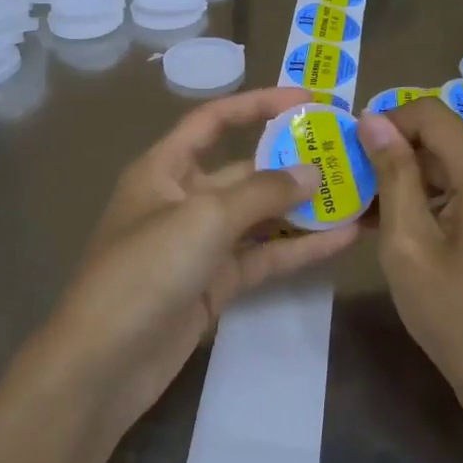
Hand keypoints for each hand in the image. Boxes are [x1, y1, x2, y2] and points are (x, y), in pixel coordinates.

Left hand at [34, 88, 361, 432]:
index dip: (257, 105)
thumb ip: (262, 192)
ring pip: (259, 217)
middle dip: (291, 161)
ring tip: (357, 194)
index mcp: (163, 168)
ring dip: (303, 208)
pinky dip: (298, 248)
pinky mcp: (215, 284)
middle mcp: (182, 199)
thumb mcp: (203, 218)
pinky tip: (342, 239)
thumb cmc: (145, 270)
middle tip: (346, 153)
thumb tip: (312, 172)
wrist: (105, 362)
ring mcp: (200, 244)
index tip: (307, 101)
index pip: (213, 121)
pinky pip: (262, 257)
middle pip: (243, 169)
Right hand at [359, 99, 462, 416]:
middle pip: (445, 140)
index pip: (432, 114)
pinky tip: (400, 230)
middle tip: (350, 186)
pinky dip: (434, 202)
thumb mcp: (409, 244)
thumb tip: (373, 119)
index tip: (349, 150)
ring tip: (367, 213)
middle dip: (395, 155)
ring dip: (411, 181)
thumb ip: (392, 175)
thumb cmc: (458, 316)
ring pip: (454, 168)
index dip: (387, 121)